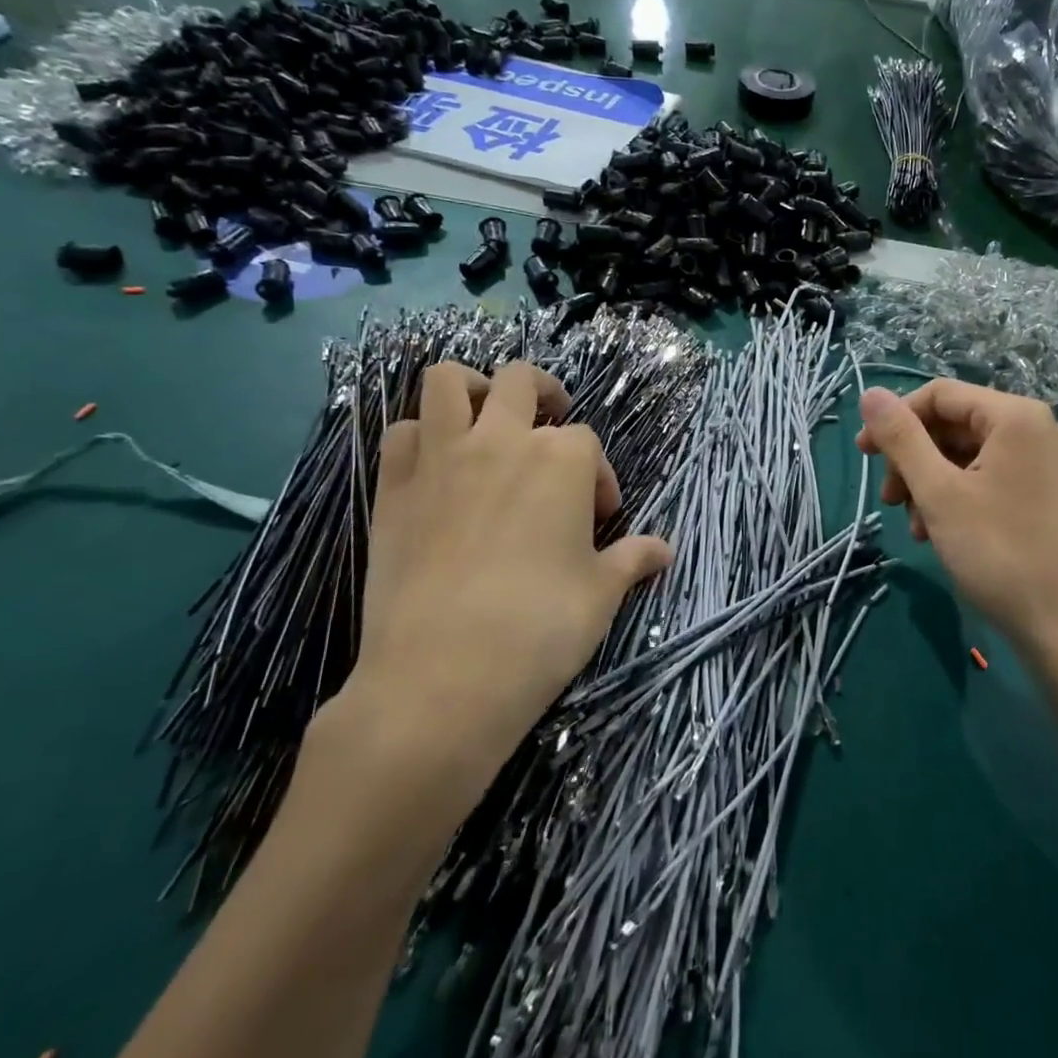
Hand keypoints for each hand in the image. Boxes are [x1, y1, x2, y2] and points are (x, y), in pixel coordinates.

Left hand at [340, 361, 672, 795]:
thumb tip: (664, 550)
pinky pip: (400, 432)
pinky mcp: (393, 487)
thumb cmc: (540, 628)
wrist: (442, 676)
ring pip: (447, 382)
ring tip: (486, 419)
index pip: (588, 443)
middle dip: (544, 394)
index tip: (599, 519)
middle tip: (550, 431)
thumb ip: (633, 559)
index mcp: (561, 460)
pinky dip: (420, 436)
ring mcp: (441, 458)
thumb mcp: (602, 593)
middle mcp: (502, 441)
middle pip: (520, 381)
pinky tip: (436, 467)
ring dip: (472, 388)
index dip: (598, 478)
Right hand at [856, 381, 1057, 665]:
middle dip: (913, 458)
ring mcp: (1045, 462)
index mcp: (1015, 417)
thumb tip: (869, 393)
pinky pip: (988, 476)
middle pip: (954, 424)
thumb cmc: (997, 552)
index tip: (864, 454)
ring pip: (967, 454)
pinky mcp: (1045, 492)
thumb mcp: (938, 492)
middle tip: (889, 499)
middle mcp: (1036, 429)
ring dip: (929, 482)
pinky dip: (956, 496)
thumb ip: (901, 438)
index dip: (895, 419)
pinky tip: (938, 532)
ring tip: (914, 525)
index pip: (939, 394)